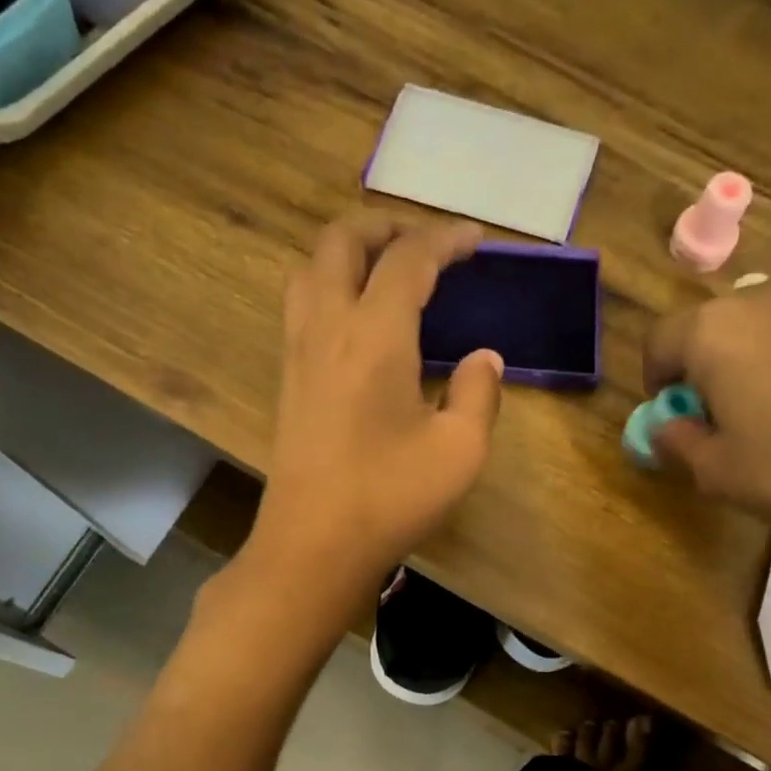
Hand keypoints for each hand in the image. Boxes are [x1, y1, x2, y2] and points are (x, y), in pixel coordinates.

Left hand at [245, 209, 503, 600]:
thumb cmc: (391, 497)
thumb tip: (483, 359)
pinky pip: (302, 304)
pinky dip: (331, 285)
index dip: (445, 239)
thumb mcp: (460, 449)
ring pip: (310, 267)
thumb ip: (479, 393)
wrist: (313, 545)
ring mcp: (298, 351)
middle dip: (386, 225)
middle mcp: (327, 326)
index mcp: (374, 333)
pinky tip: (359, 321)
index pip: (408, 258)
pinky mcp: (287, 380)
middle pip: (342, 240)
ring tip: (387, 271)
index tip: (475, 241)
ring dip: (349, 251)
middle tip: (425, 242)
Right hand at [643, 270, 770, 551]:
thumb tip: (667, 425)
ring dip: (760, 353)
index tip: (673, 412)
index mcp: (716, 329)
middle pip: (717, 324)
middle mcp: (769, 293)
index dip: (657, 378)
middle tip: (727, 411)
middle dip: (710, 363)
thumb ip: (676, 441)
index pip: (660, 340)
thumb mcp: (716, 473)